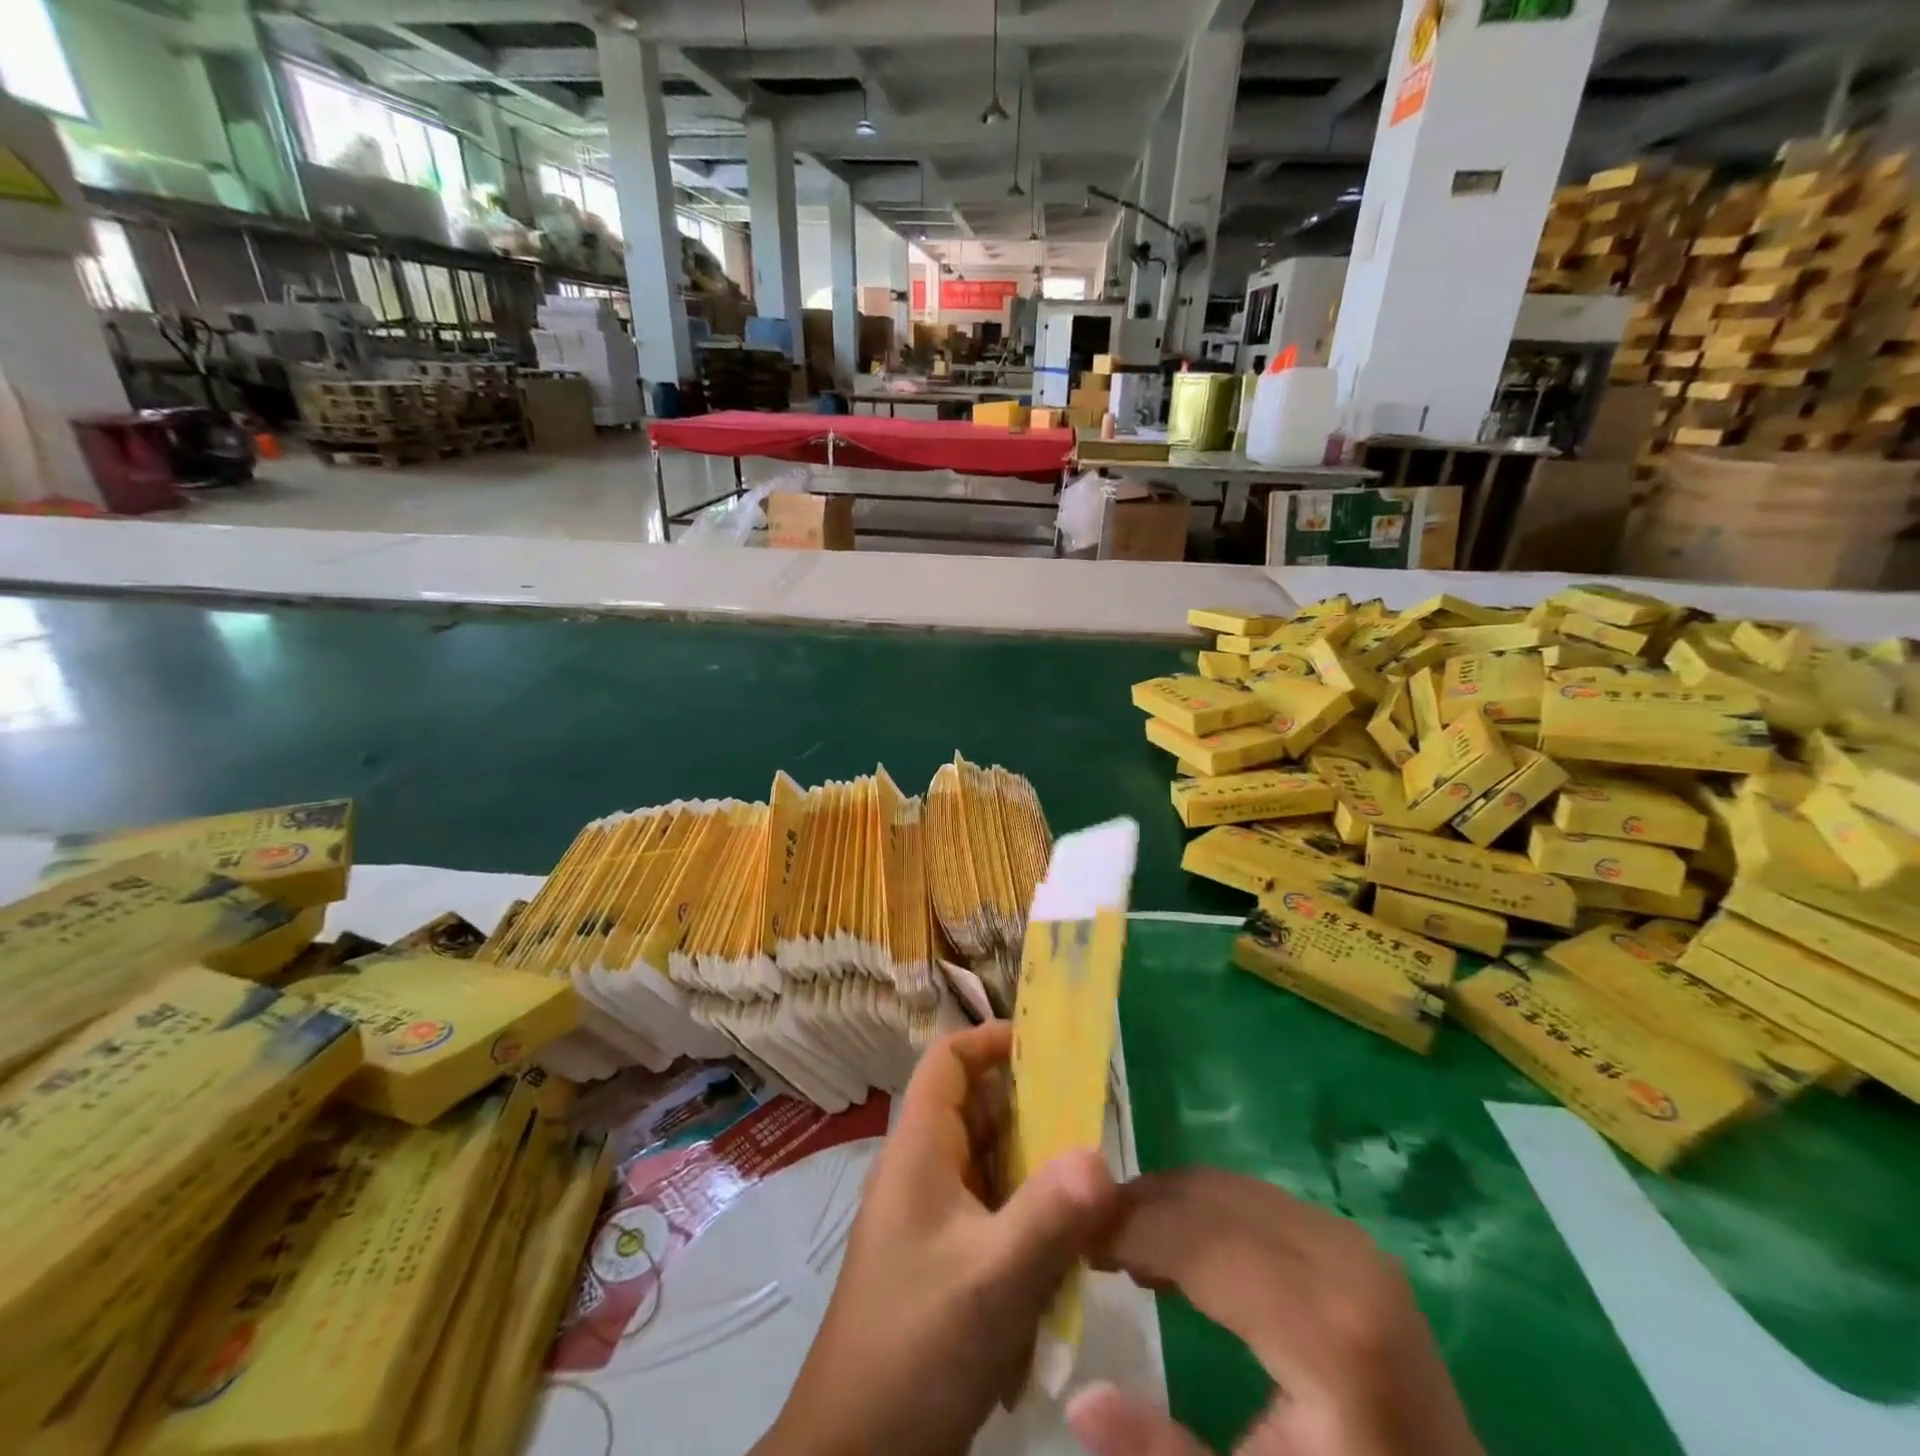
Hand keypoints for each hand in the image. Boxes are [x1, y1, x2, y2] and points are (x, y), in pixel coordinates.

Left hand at [754, 1022, 1116, 1455]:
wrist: (856, 1454)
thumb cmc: (915, 1347)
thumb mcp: (991, 1280)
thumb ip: (1049, 1215)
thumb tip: (1102, 1155)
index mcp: (920, 1150)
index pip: (949, 1061)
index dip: (992, 1040)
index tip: (1051, 1049)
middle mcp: (924, 1171)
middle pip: (980, 1111)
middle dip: (1035, 1115)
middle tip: (1095, 1128)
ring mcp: (932, 1218)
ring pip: (993, 1167)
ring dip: (1037, 1178)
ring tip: (1090, 1197)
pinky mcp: (944, 1260)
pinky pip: (994, 1217)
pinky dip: (1028, 1225)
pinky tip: (1062, 1263)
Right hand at [1068, 1169, 1483, 1455]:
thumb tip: (1080, 1399)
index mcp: (1326, 1328)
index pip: (1195, 1238)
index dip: (1124, 1230)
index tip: (1068, 1243)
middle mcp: (1343, 1261)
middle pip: (1208, 1197)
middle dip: (1137, 1208)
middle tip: (1082, 1240)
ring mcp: (1353, 1245)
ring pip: (1228, 1188)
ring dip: (1166, 1207)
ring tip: (1119, 1247)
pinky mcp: (1353, 1246)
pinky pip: (1256, 1201)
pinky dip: (1203, 1213)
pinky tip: (1176, 1254)